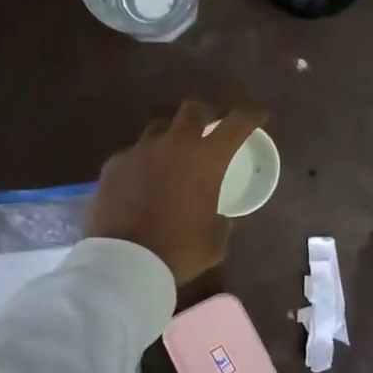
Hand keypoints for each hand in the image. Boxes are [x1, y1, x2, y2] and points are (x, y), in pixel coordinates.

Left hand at [87, 101, 266, 284]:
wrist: (125, 262)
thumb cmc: (180, 250)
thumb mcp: (216, 239)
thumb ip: (223, 219)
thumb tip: (224, 215)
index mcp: (207, 158)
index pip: (237, 122)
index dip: (251, 115)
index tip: (258, 115)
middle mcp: (174, 144)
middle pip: (192, 109)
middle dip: (204, 115)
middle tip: (207, 130)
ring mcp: (140, 151)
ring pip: (158, 128)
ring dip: (170, 137)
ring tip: (171, 157)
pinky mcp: (113, 165)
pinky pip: (132, 154)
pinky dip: (142, 163)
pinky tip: (140, 183)